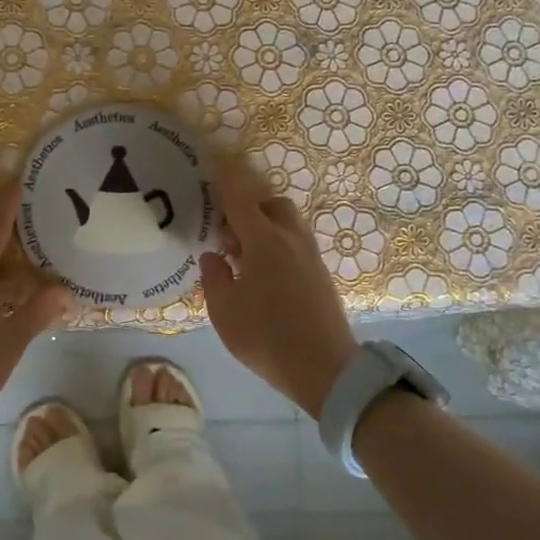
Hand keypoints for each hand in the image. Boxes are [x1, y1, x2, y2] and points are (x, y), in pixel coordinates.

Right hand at [199, 164, 357, 418]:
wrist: (326, 370)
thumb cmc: (267, 337)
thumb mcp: (224, 311)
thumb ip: (214, 277)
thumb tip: (213, 255)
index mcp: (264, 241)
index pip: (240, 200)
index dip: (225, 183)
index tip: (214, 169)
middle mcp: (291, 240)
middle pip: (272, 205)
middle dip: (249, 209)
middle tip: (228, 234)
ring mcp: (311, 256)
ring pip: (287, 224)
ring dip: (265, 228)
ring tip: (243, 259)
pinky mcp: (321, 275)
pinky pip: (295, 244)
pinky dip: (278, 245)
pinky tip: (263, 275)